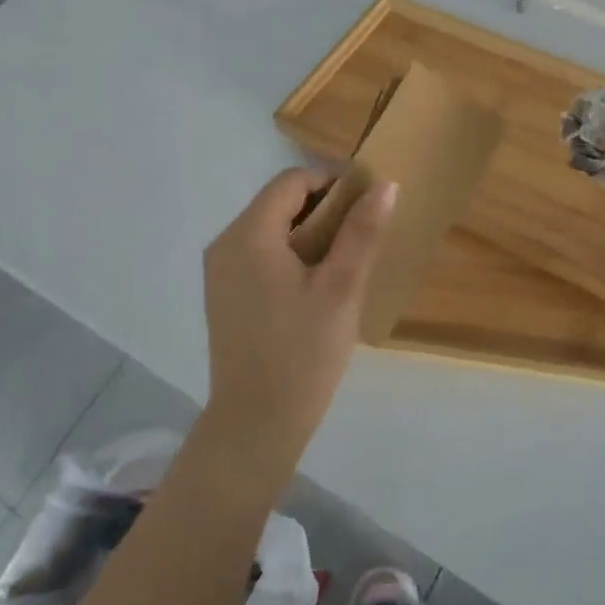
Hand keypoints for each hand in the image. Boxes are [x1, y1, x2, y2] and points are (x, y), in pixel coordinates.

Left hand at [202, 167, 395, 455]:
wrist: (256, 423)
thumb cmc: (303, 352)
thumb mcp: (341, 288)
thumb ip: (362, 232)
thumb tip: (385, 185)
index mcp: (249, 234)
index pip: (292, 181)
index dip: (332, 180)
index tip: (368, 202)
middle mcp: (225, 243)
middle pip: (278, 202)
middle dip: (322, 207)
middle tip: (362, 233)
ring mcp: (219, 271)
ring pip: (269, 229)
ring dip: (308, 231)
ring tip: (345, 259)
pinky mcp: (223, 294)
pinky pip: (258, 254)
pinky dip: (289, 253)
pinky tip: (316, 283)